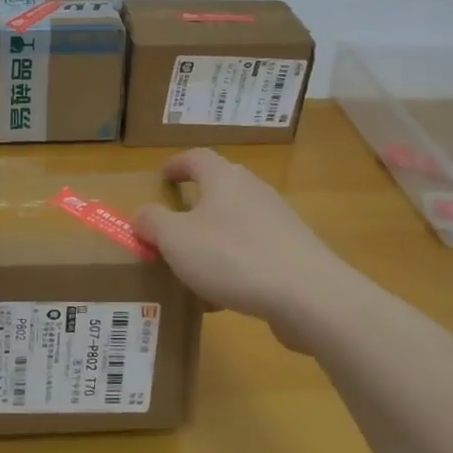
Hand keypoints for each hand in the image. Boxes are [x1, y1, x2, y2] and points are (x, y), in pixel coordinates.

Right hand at [134, 149, 352, 344]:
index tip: (162, 175)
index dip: (177, 164)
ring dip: (215, 236)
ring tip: (194, 262)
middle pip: (221, 186)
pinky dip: (234, 262)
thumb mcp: (176, 240)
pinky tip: (223, 293)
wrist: (308, 295)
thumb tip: (143, 214)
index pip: (197, 157)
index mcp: (224, 179)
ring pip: (237, 221)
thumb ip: (153, 223)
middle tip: (175, 219)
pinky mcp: (294, 252)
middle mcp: (254, 190)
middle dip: (197, 201)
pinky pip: (254, 250)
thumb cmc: (233, 257)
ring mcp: (279, 221)